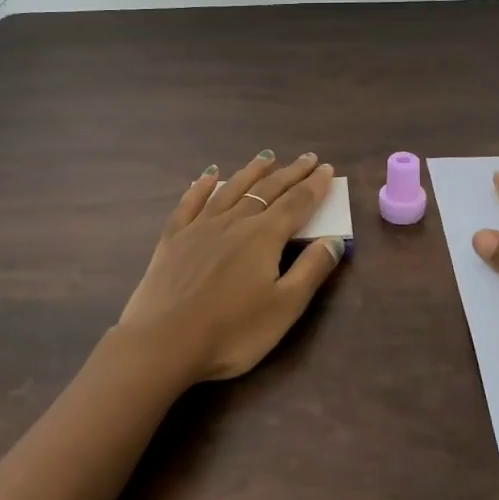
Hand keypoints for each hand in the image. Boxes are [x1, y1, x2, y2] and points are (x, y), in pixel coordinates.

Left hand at [118, 150, 346, 383]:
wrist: (163, 342)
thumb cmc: (232, 332)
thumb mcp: (284, 307)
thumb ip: (311, 270)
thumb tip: (335, 240)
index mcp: (264, 237)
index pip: (297, 203)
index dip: (314, 186)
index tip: (326, 169)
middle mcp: (234, 222)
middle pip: (267, 191)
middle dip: (290, 173)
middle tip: (307, 158)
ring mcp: (200, 227)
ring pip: (231, 190)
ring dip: (251, 172)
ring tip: (266, 157)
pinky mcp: (173, 239)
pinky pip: (190, 202)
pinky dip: (202, 186)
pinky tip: (208, 175)